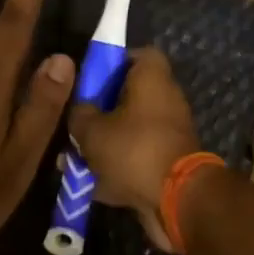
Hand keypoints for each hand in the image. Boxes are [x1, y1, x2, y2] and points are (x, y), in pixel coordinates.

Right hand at [67, 48, 202, 251]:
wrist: (177, 200)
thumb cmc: (134, 150)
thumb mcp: (92, 130)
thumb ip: (79, 114)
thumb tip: (78, 110)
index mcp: (153, 77)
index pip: (136, 54)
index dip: (111, 64)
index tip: (88, 82)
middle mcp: (167, 98)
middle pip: (129, 95)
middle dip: (100, 111)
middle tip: (76, 125)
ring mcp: (170, 131)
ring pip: (130, 129)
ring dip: (105, 143)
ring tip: (76, 160)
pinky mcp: (170, 161)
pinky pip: (138, 156)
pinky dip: (118, 167)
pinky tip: (91, 184)